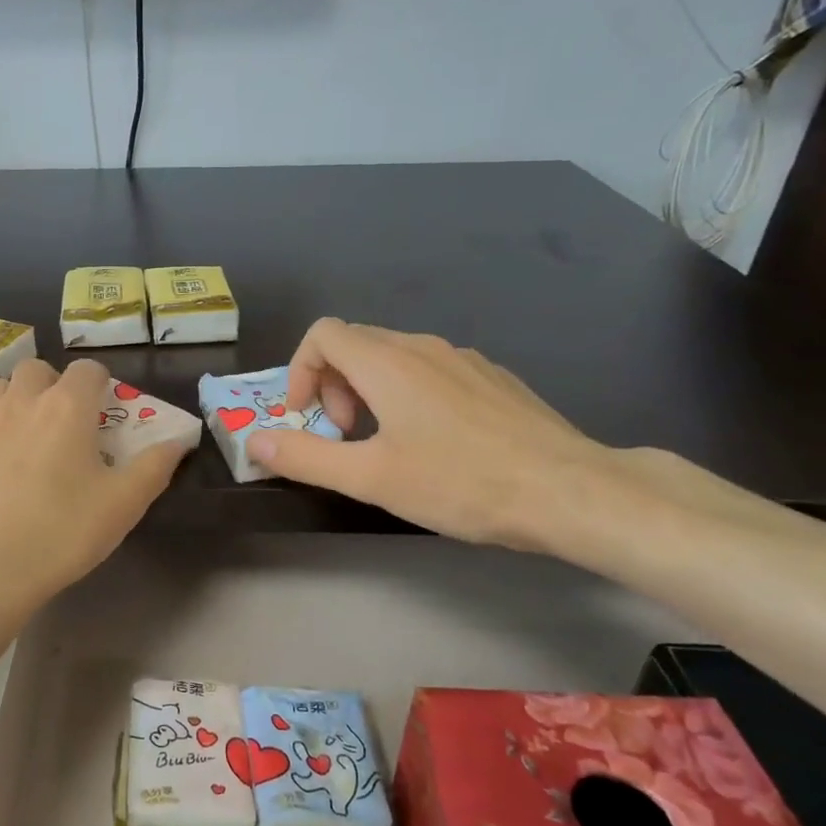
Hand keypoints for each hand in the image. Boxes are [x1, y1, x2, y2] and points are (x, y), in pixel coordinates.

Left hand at [0, 357, 186, 622]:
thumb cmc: (57, 533)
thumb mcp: (122, 506)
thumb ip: (154, 467)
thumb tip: (178, 440)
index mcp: (65, 408)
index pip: (87, 369)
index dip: (100, 384)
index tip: (103, 411)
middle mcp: (18, 401)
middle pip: (36, 370)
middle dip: (52, 386)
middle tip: (61, 426)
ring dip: (13, 402)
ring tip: (22, 442)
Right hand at [246, 318, 613, 548]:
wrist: (569, 491)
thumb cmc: (461, 482)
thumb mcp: (370, 477)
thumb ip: (305, 456)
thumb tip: (255, 440)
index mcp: (387, 363)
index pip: (322, 335)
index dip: (300, 372)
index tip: (307, 419)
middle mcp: (423, 347)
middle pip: (356, 343)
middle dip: (332, 386)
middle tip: (344, 437)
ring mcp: (464, 359)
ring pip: (394, 357)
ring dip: (369, 392)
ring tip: (384, 443)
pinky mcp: (493, 378)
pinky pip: (431, 370)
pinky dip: (408, 394)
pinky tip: (434, 443)